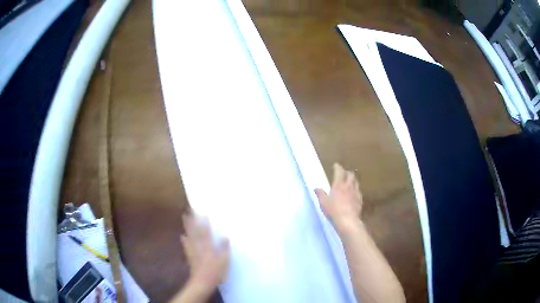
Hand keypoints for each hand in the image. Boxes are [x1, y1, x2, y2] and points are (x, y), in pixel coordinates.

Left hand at [181, 214, 229, 298]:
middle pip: (194, 231)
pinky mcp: (190, 256)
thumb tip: (225, 237)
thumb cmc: (215, 272)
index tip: (203, 214)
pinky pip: (186, 245)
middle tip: (188, 210)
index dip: (204, 223)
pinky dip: (184, 240)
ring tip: (184, 218)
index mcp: (208, 247)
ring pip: (189, 236)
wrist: (202, 281)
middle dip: (191, 221)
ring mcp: (193, 251)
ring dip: (187, 226)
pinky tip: (182, 236)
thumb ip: (224, 249)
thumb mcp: (224, 261)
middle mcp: (199, 246)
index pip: (206, 232)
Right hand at [315, 163, 362, 233]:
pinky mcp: (360, 200)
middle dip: (346, 172)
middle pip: (350, 174)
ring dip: (352, 180)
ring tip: (349, 182)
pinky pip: (358, 191)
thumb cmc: (333, 211)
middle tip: (343, 174)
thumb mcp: (323, 203)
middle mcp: (349, 186)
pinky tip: (353, 194)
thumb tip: (316, 188)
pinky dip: (355, 189)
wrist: (348, 221)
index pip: (339, 171)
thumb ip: (320, 194)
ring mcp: (356, 193)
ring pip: (356, 182)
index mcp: (339, 185)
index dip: (337, 167)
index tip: (335, 165)